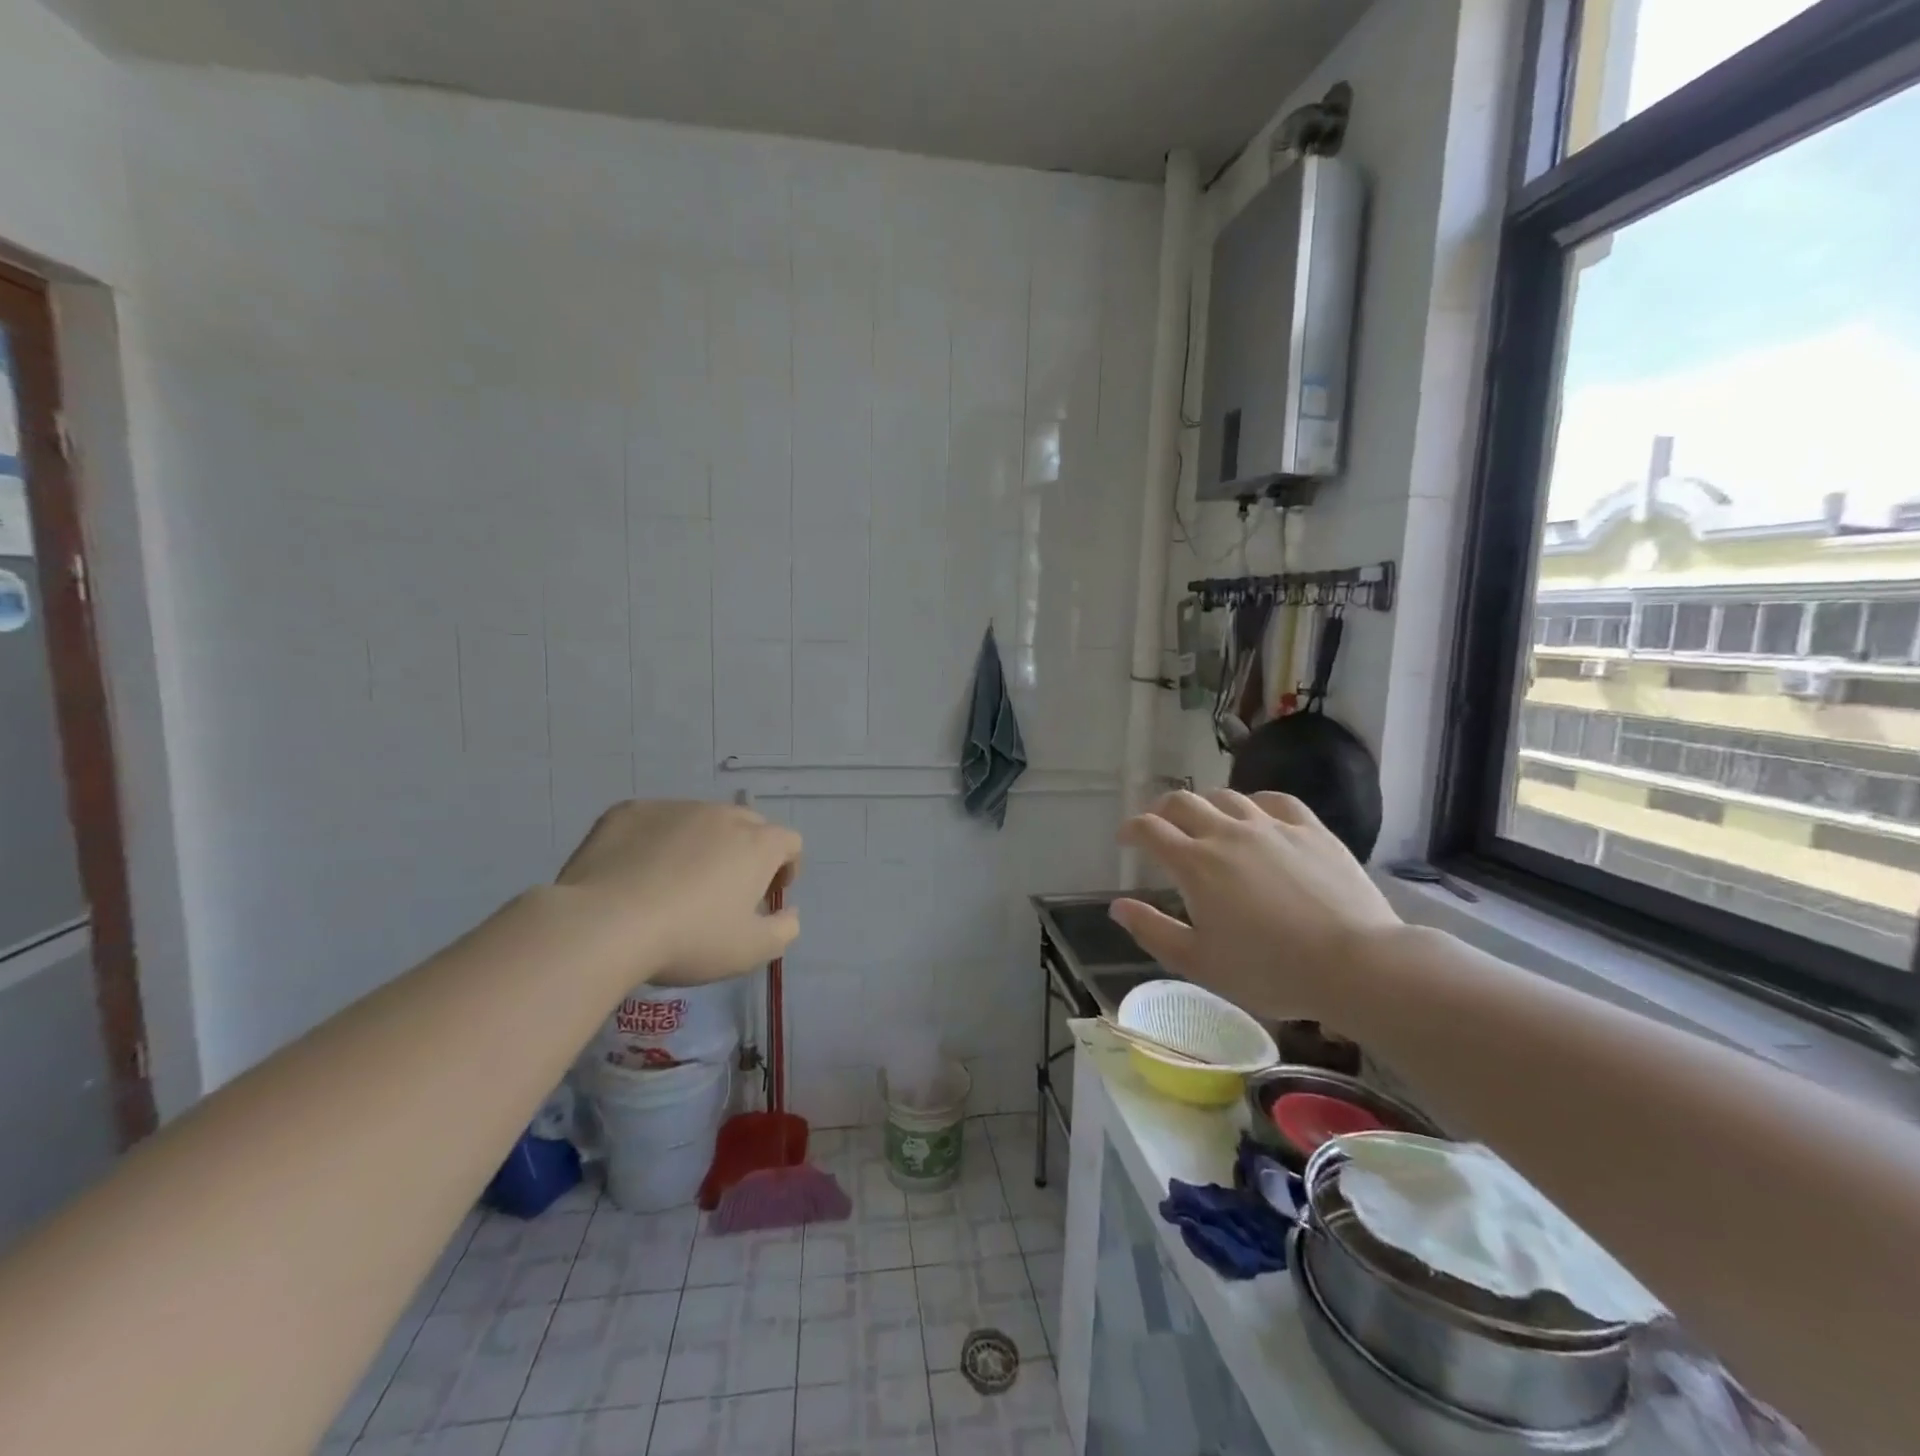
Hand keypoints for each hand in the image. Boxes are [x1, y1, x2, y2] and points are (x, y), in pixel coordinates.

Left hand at [556, 800, 801, 987]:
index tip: (769, 896)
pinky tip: (638, 872)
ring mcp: (674, 808)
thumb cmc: (690, 939)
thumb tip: (789, 913)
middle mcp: (721, 815)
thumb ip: (784, 930)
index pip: (789, 842)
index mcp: (757, 844)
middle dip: (746, 852)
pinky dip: (657, 840)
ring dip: (702, 844)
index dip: (787, 867)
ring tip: (676, 881)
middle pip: (748, 825)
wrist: (603, 924)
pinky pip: (655, 821)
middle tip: (726, 889)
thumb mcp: (751, 950)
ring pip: (700, 820)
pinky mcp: (630, 811)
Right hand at [1110, 790, 1400, 1019]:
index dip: (1131, 829)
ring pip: (1227, 797)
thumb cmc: (1270, 970)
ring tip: (1204, 821)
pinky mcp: (1311, 829)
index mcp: (1196, 864)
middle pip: (1183, 802)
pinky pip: (1275, 800)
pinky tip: (1255, 813)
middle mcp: (1228, 833)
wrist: (1355, 964)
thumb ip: (1153, 931)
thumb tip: (1118, 906)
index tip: (1125, 839)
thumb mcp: (1199, 963)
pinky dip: (1254, 802)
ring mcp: (1272, 827)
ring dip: (1205, 804)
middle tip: (1158, 825)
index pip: (1150, 829)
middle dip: (1161, 809)